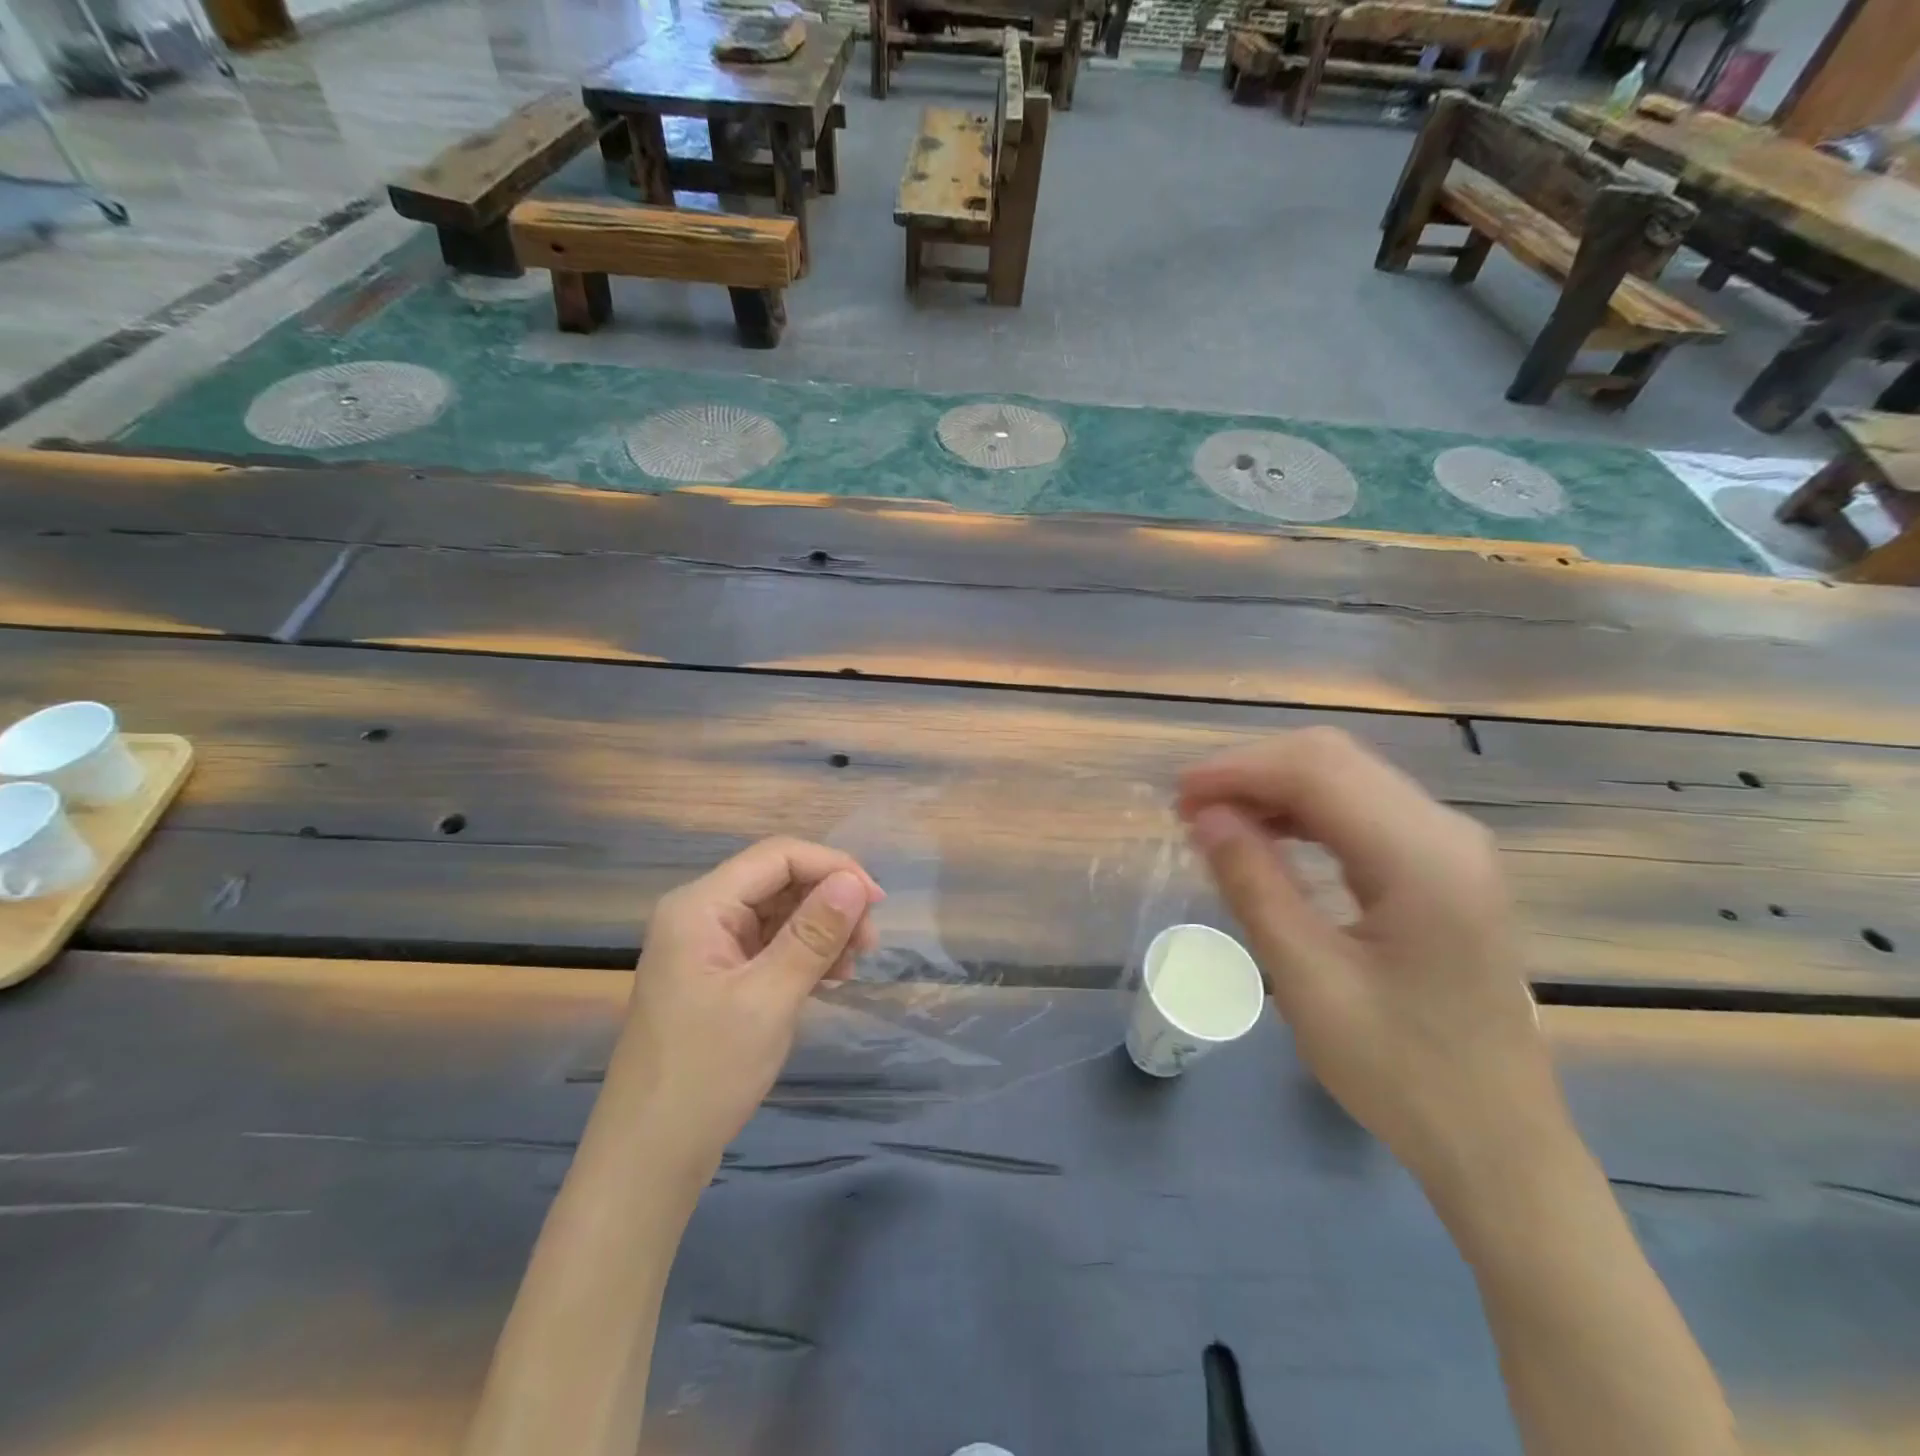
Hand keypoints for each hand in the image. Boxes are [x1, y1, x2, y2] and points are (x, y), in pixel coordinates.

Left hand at [611, 838, 883, 1178]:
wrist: (649, 1158)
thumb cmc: (706, 1073)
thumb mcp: (769, 999)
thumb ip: (814, 935)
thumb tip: (855, 882)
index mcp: (700, 906)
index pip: (778, 856)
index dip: (833, 868)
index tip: (876, 904)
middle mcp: (700, 914)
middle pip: (778, 881)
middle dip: (829, 902)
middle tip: (868, 944)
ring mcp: (707, 947)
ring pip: (778, 913)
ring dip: (821, 929)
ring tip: (852, 967)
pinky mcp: (717, 976)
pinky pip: (769, 945)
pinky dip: (803, 955)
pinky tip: (829, 980)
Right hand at [1178, 728, 1572, 1205]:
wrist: (1496, 1142)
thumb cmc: (1400, 1072)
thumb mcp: (1309, 981)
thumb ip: (1255, 886)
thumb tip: (1205, 817)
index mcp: (1422, 859)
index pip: (1317, 772)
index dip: (1238, 771)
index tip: (1176, 795)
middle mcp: (1446, 832)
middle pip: (1334, 760)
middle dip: (1252, 771)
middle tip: (1189, 808)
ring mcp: (1451, 846)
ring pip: (1347, 777)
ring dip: (1275, 787)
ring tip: (1216, 821)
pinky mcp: (1443, 866)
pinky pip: (1362, 809)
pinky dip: (1304, 810)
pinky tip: (1267, 837)